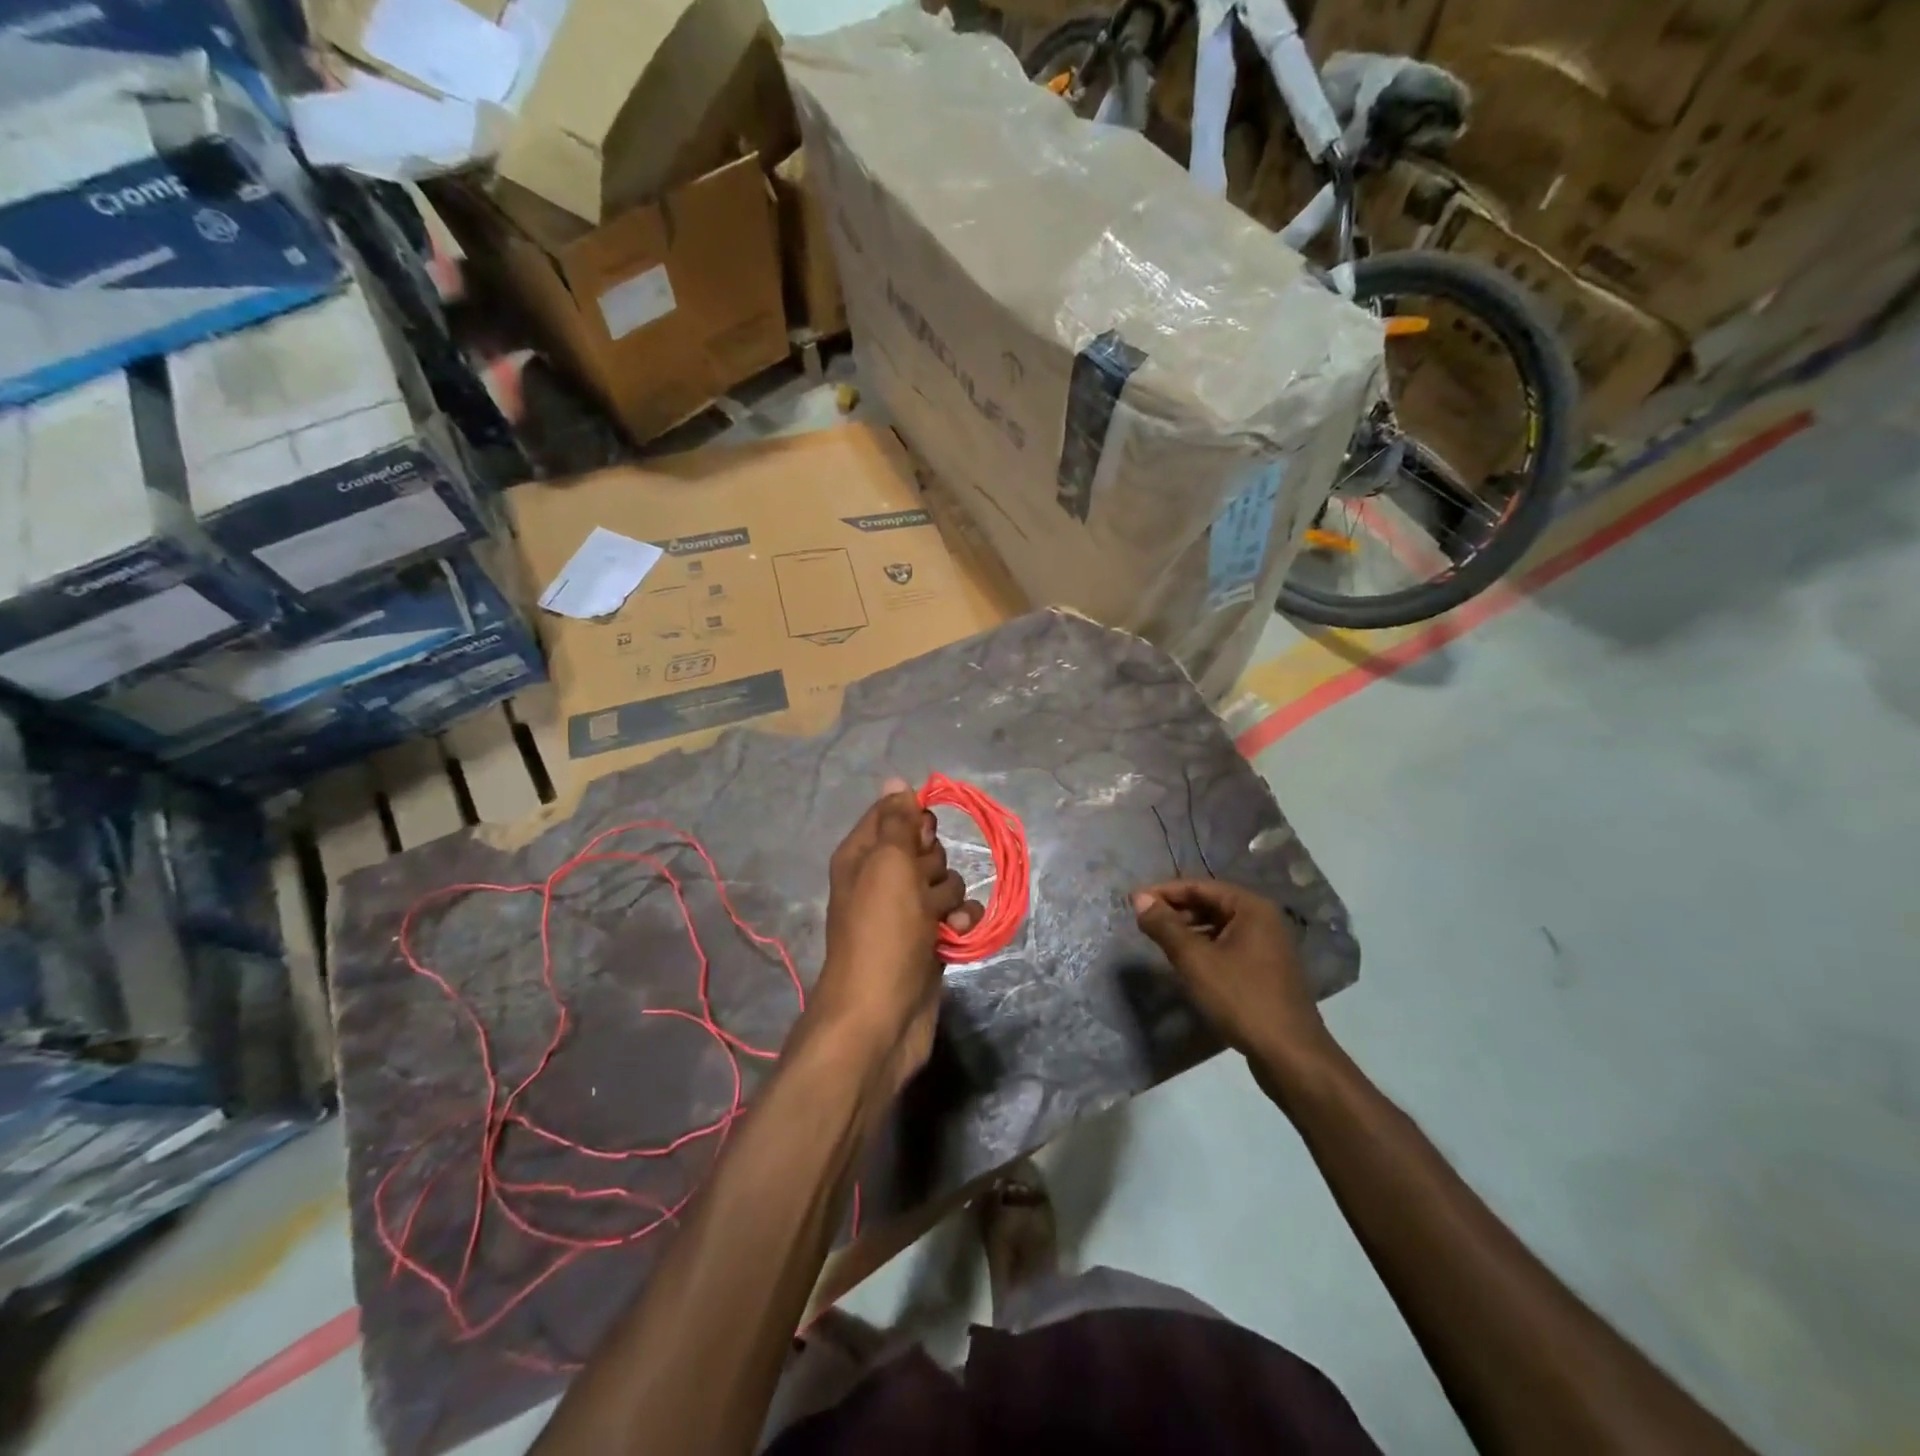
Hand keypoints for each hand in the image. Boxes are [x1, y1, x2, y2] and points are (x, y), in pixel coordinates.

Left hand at [810, 778, 981, 1091]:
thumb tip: (896, 780)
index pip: (893, 815)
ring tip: (936, 920)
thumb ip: (897, 822)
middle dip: (933, 865)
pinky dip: (960, 922)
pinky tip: (957, 934)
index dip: (913, 824)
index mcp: (862, 856)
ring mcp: (906, 913)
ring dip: (948, 897)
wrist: (882, 1014)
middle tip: (920, 888)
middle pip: (925, 849)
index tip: (920, 841)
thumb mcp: (888, 865)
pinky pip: (955, 915)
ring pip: (945, 882)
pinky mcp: (929, 940)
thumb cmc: (882, 932)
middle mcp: (882, 880)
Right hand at [1132, 880, 1330, 1067]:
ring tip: (1159, 942)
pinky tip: (1186, 964)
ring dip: (1188, 931)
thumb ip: (1165, 926)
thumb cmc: (1241, 999)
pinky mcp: (1265, 970)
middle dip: (1176, 911)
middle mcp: (1263, 920)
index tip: (1134, 902)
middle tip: (1143, 922)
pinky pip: (1227, 947)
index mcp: (1251, 908)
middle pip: (1210, 904)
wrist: (1290, 1055)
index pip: (1200, 887)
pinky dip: (1204, 948)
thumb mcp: (1195, 960)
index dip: (1164, 892)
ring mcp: (1267, 946)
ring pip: (1218, 927)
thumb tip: (1139, 899)